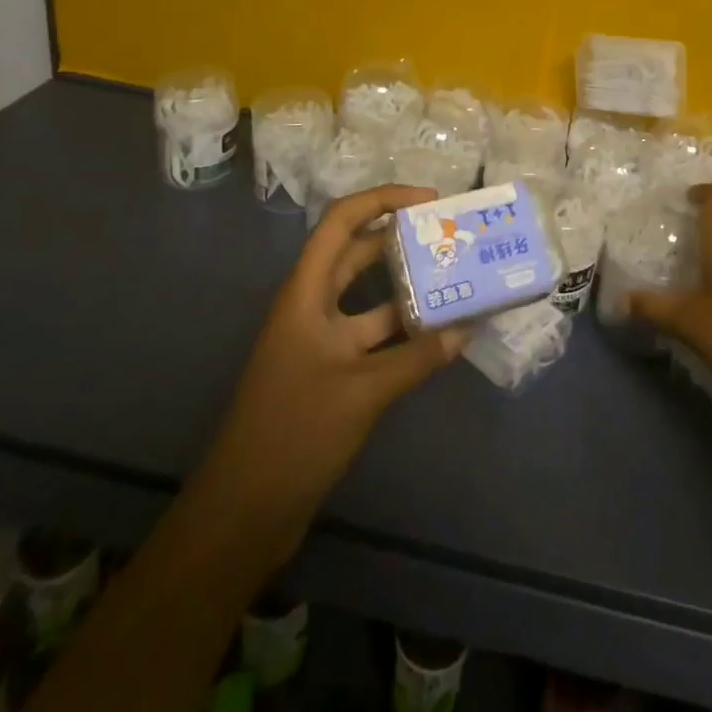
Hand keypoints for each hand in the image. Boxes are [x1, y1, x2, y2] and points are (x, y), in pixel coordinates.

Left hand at [186, 185, 468, 569]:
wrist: (243, 512)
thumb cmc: (295, 433)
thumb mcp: (363, 391)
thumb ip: (418, 357)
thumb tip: (468, 326)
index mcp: (306, 292)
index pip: (342, 221)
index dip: (383, 199)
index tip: (431, 201)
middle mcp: (312, 306)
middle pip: (357, 252)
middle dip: (401, 237)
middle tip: (450, 235)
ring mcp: (320, 340)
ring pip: (368, 297)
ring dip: (407, 286)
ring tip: (455, 276)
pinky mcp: (330, 373)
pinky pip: (372, 335)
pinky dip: (404, 330)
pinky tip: (440, 334)